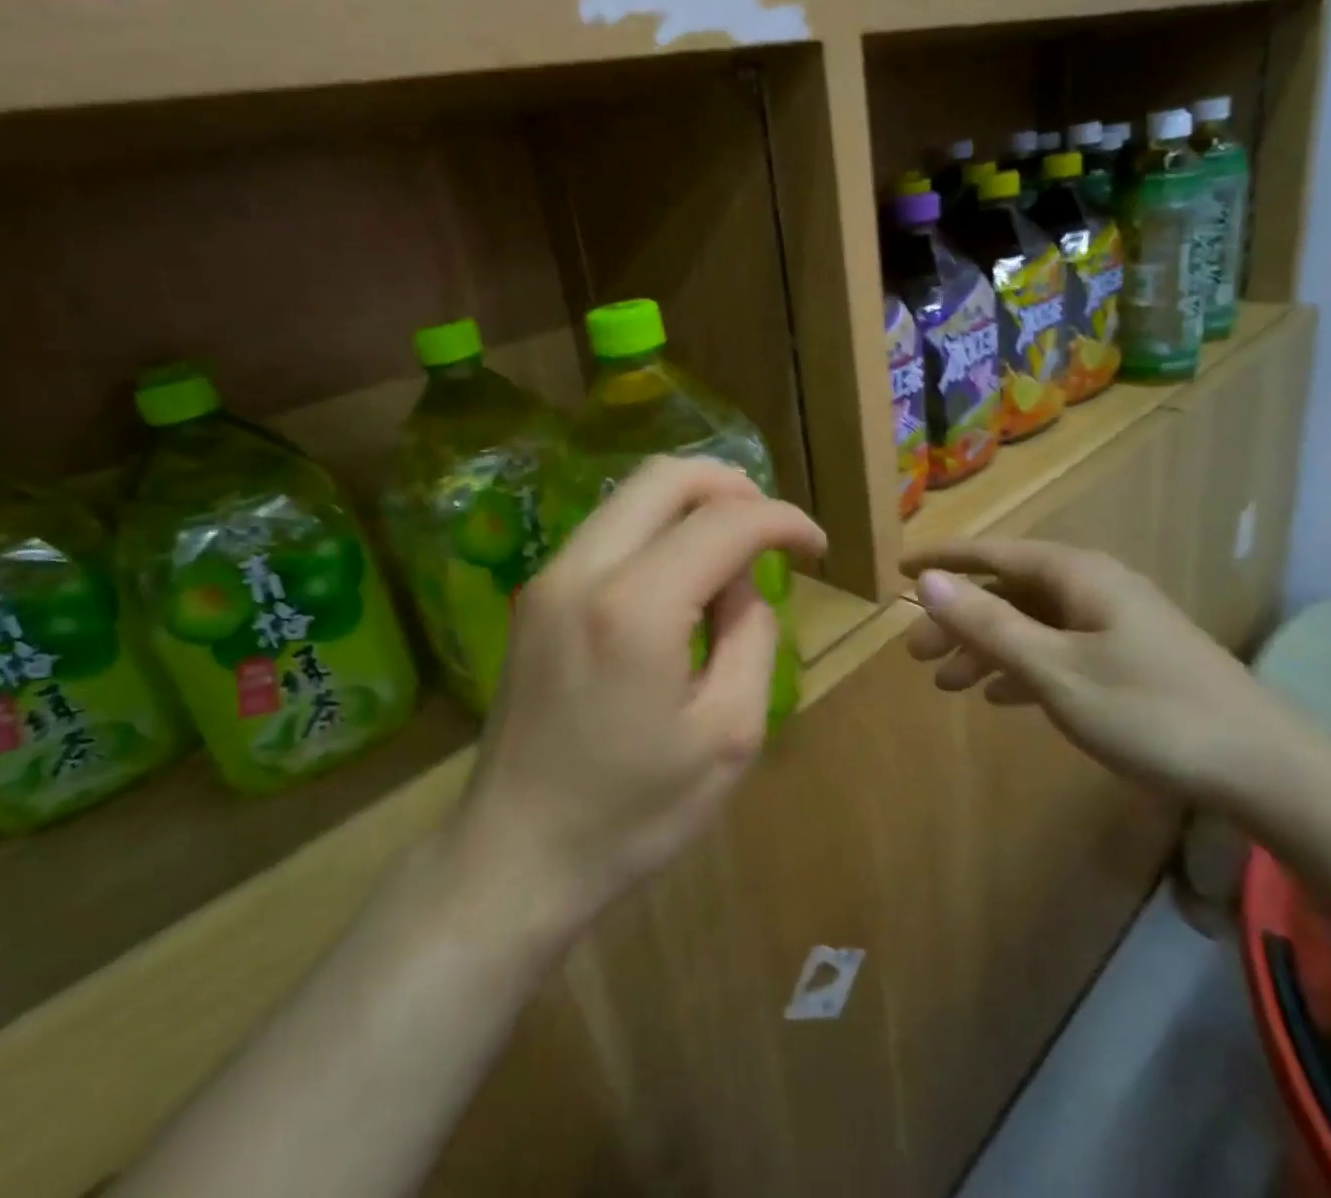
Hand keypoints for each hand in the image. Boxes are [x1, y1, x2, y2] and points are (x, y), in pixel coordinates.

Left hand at [453, 456, 825, 935]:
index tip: (816, 546)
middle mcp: (583, 570)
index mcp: (635, 607)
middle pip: (666, 476)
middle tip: (772, 530)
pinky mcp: (535, 595)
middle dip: (734, 486)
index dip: (782, 520)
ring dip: (692, 505)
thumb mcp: (728, 734)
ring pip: (631, 495)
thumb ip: (751, 636)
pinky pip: (607, 529)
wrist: (514, 855)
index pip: (725, 521)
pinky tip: (681, 578)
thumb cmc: (631, 812)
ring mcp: (548, 577)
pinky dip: (656, 530)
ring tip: (733, 554)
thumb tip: (743, 581)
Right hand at [901, 540, 1307, 806]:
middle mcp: (1093, 587)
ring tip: (947, 682)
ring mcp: (1114, 622)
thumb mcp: (1054, 669)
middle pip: (1007, 592)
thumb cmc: (1149, 711)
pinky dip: (1022, 667)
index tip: (898, 569)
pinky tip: (1000, 696)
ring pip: (1031, 624)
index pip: (991, 554)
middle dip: (958, 620)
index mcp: (1075, 575)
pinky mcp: (1129, 657)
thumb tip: (927, 581)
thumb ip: (987, 624)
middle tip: (917, 655)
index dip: (942, 561)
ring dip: (986, 648)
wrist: (1266, 769)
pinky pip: (1058, 649)